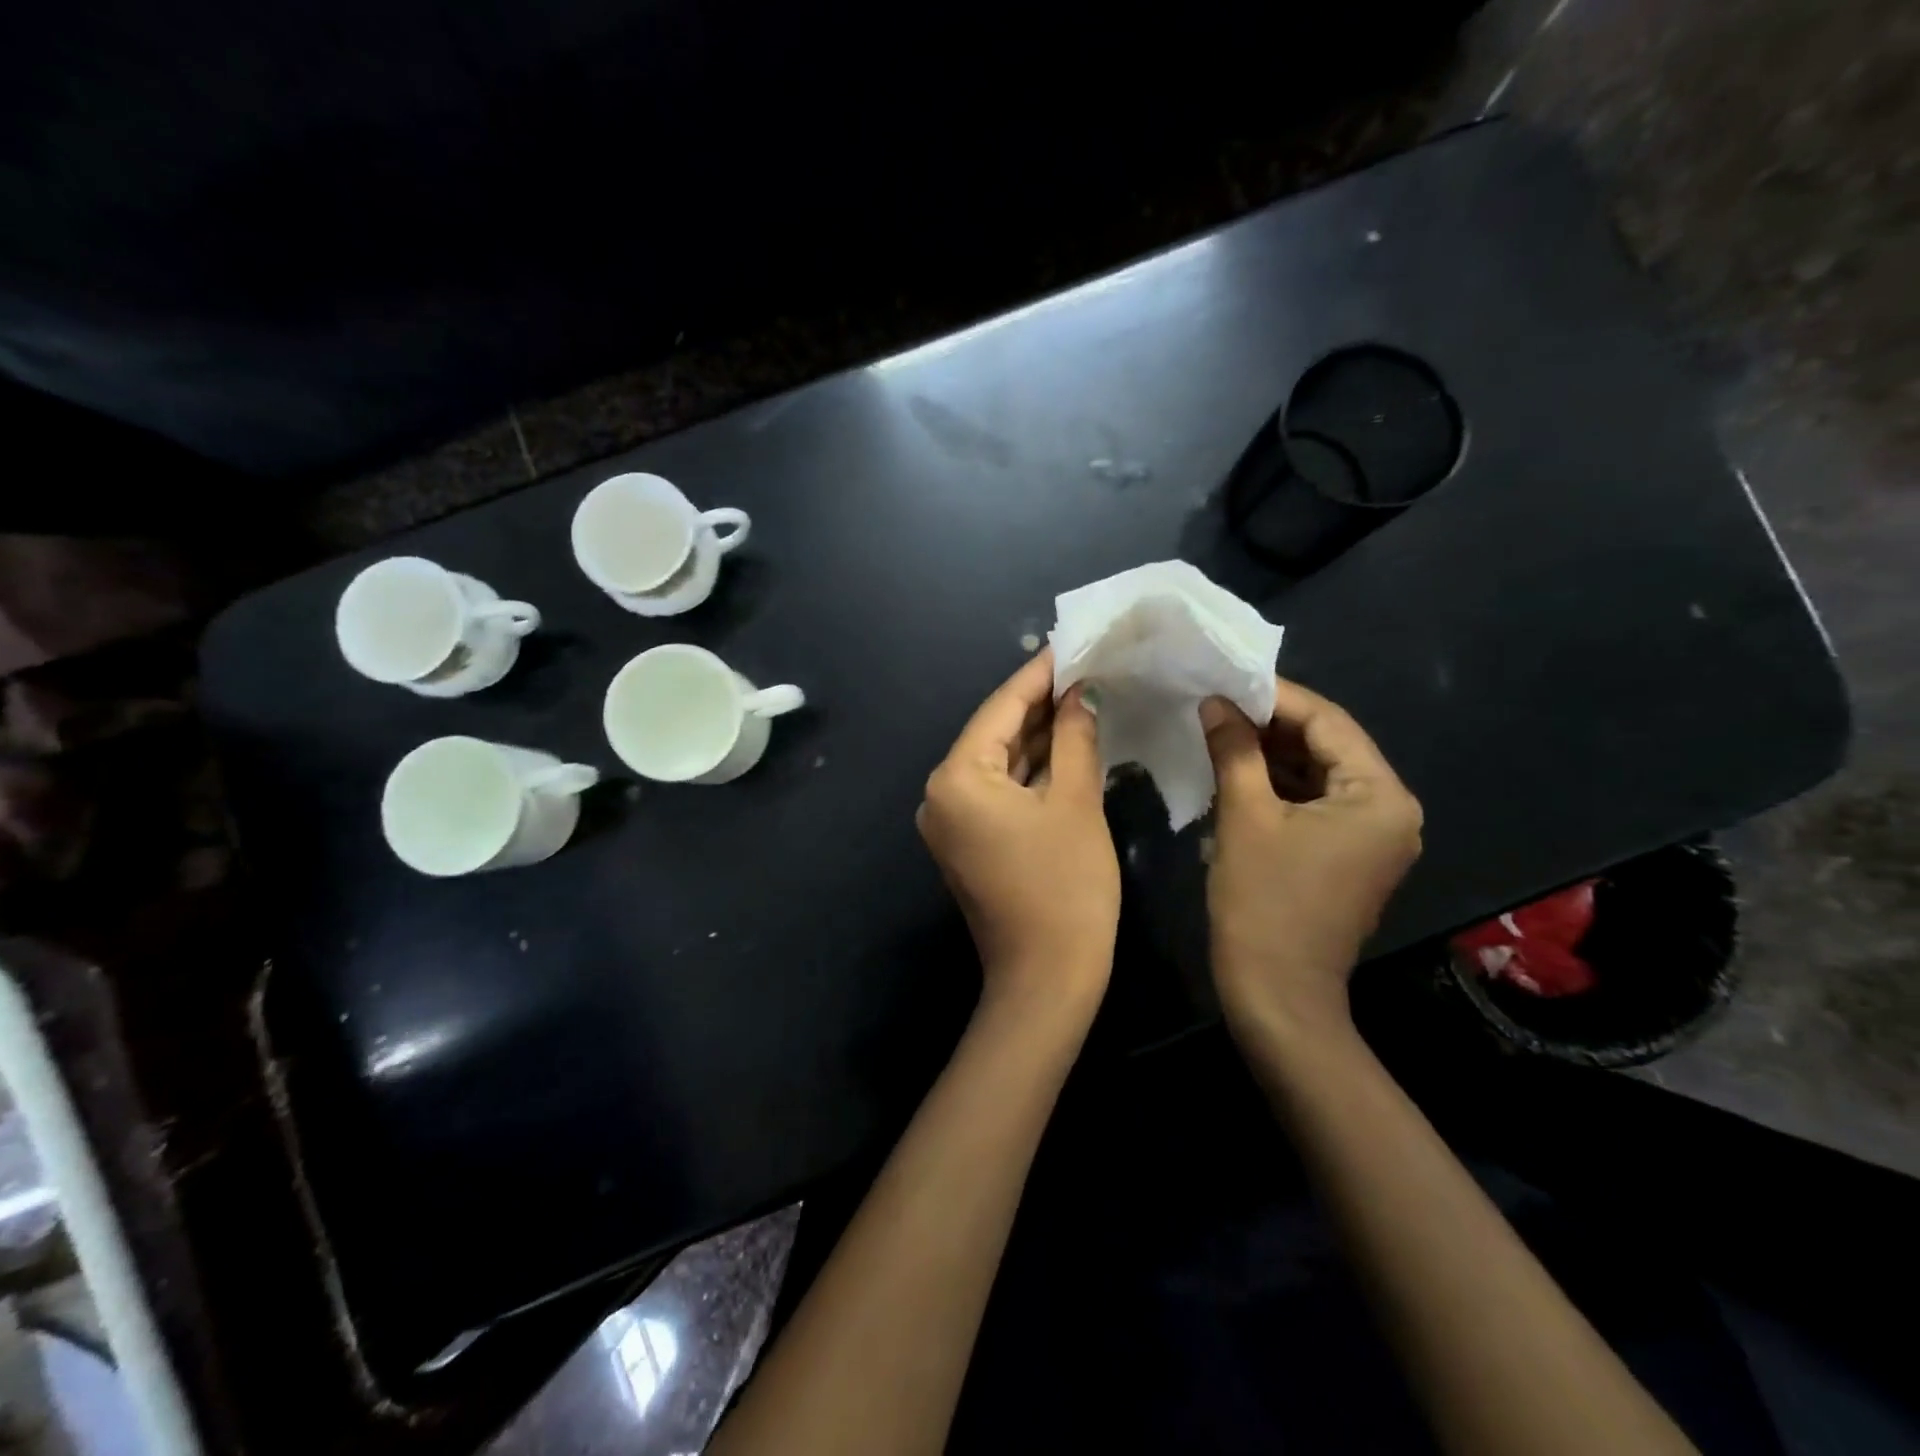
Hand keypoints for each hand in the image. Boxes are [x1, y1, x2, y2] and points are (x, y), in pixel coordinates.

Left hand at [918, 650, 1119, 1015]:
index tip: (1069, 642)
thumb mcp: (1074, 801)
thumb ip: (1074, 737)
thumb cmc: (1066, 886)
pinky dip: (1030, 771)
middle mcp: (941, 794)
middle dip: (1040, 703)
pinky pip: (999, 791)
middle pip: (995, 733)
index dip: (1038, 675)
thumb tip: (1080, 692)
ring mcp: (951, 820)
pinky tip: (1065, 744)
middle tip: (1084, 667)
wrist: (1047, 978)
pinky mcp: (968, 841)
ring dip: (1038, 736)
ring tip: (1082, 696)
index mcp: (957, 778)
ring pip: (999, 763)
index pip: (1000, 708)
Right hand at [1200, 678, 1422, 1035]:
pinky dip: (1276, 785)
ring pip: (1316, 773)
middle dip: (1270, 724)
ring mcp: (1372, 836)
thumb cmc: (1263, 902)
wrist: (1276, 994)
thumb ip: (1234, 749)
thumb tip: (1215, 702)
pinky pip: (1313, 802)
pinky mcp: (1348, 855)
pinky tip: (1234, 769)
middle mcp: (1390, 810)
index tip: (1227, 678)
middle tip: (1216, 703)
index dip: (1275, 696)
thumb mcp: (1244, 816)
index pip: (1328, 722)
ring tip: (1218, 730)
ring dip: (1269, 753)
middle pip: (1326, 746)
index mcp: (1380, 796)